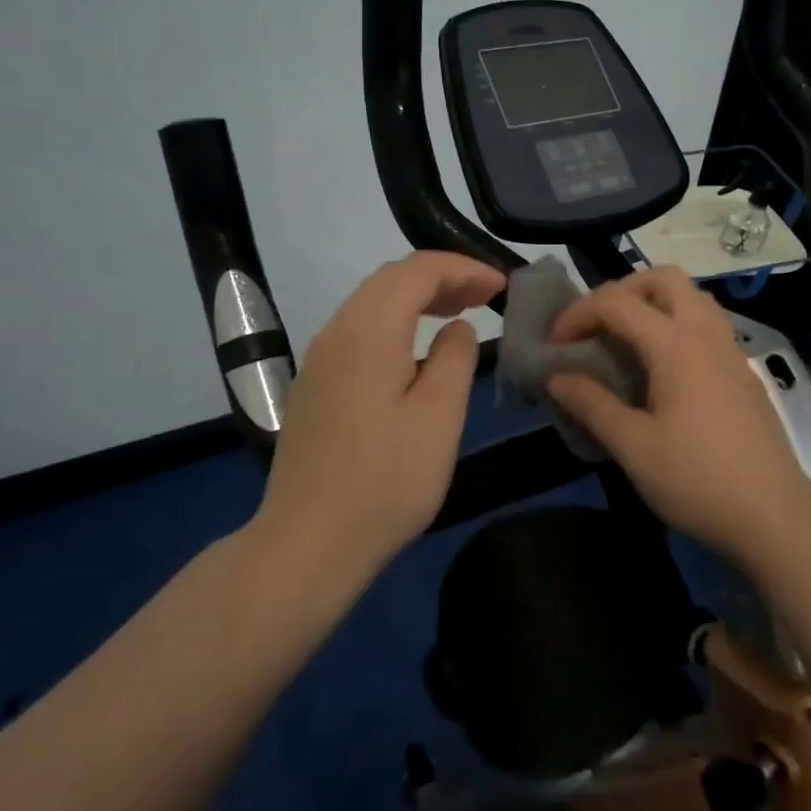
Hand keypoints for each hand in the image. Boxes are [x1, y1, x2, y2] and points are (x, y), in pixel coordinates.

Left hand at [257, 251, 505, 571]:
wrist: (308, 542)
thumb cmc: (386, 481)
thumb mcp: (439, 417)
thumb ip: (454, 359)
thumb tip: (456, 327)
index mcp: (368, 331)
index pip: (417, 270)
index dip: (463, 268)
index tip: (501, 286)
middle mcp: (336, 332)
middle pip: (390, 279)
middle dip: (441, 277)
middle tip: (485, 296)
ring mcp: (319, 359)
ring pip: (370, 304)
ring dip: (416, 299)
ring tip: (458, 315)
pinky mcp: (314, 386)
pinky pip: (358, 332)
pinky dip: (394, 323)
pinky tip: (415, 352)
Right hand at [547, 267, 810, 558]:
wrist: (773, 514)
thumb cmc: (696, 479)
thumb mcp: (633, 446)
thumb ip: (592, 404)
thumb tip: (557, 378)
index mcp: (676, 344)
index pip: (617, 302)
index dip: (578, 314)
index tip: (555, 346)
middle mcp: (706, 333)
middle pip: (664, 278)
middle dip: (622, 290)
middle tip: (597, 326)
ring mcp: (730, 350)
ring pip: (691, 297)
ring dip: (653, 303)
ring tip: (625, 341)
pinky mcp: (741, 371)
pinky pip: (705, 323)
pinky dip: (675, 324)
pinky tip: (660, 369)